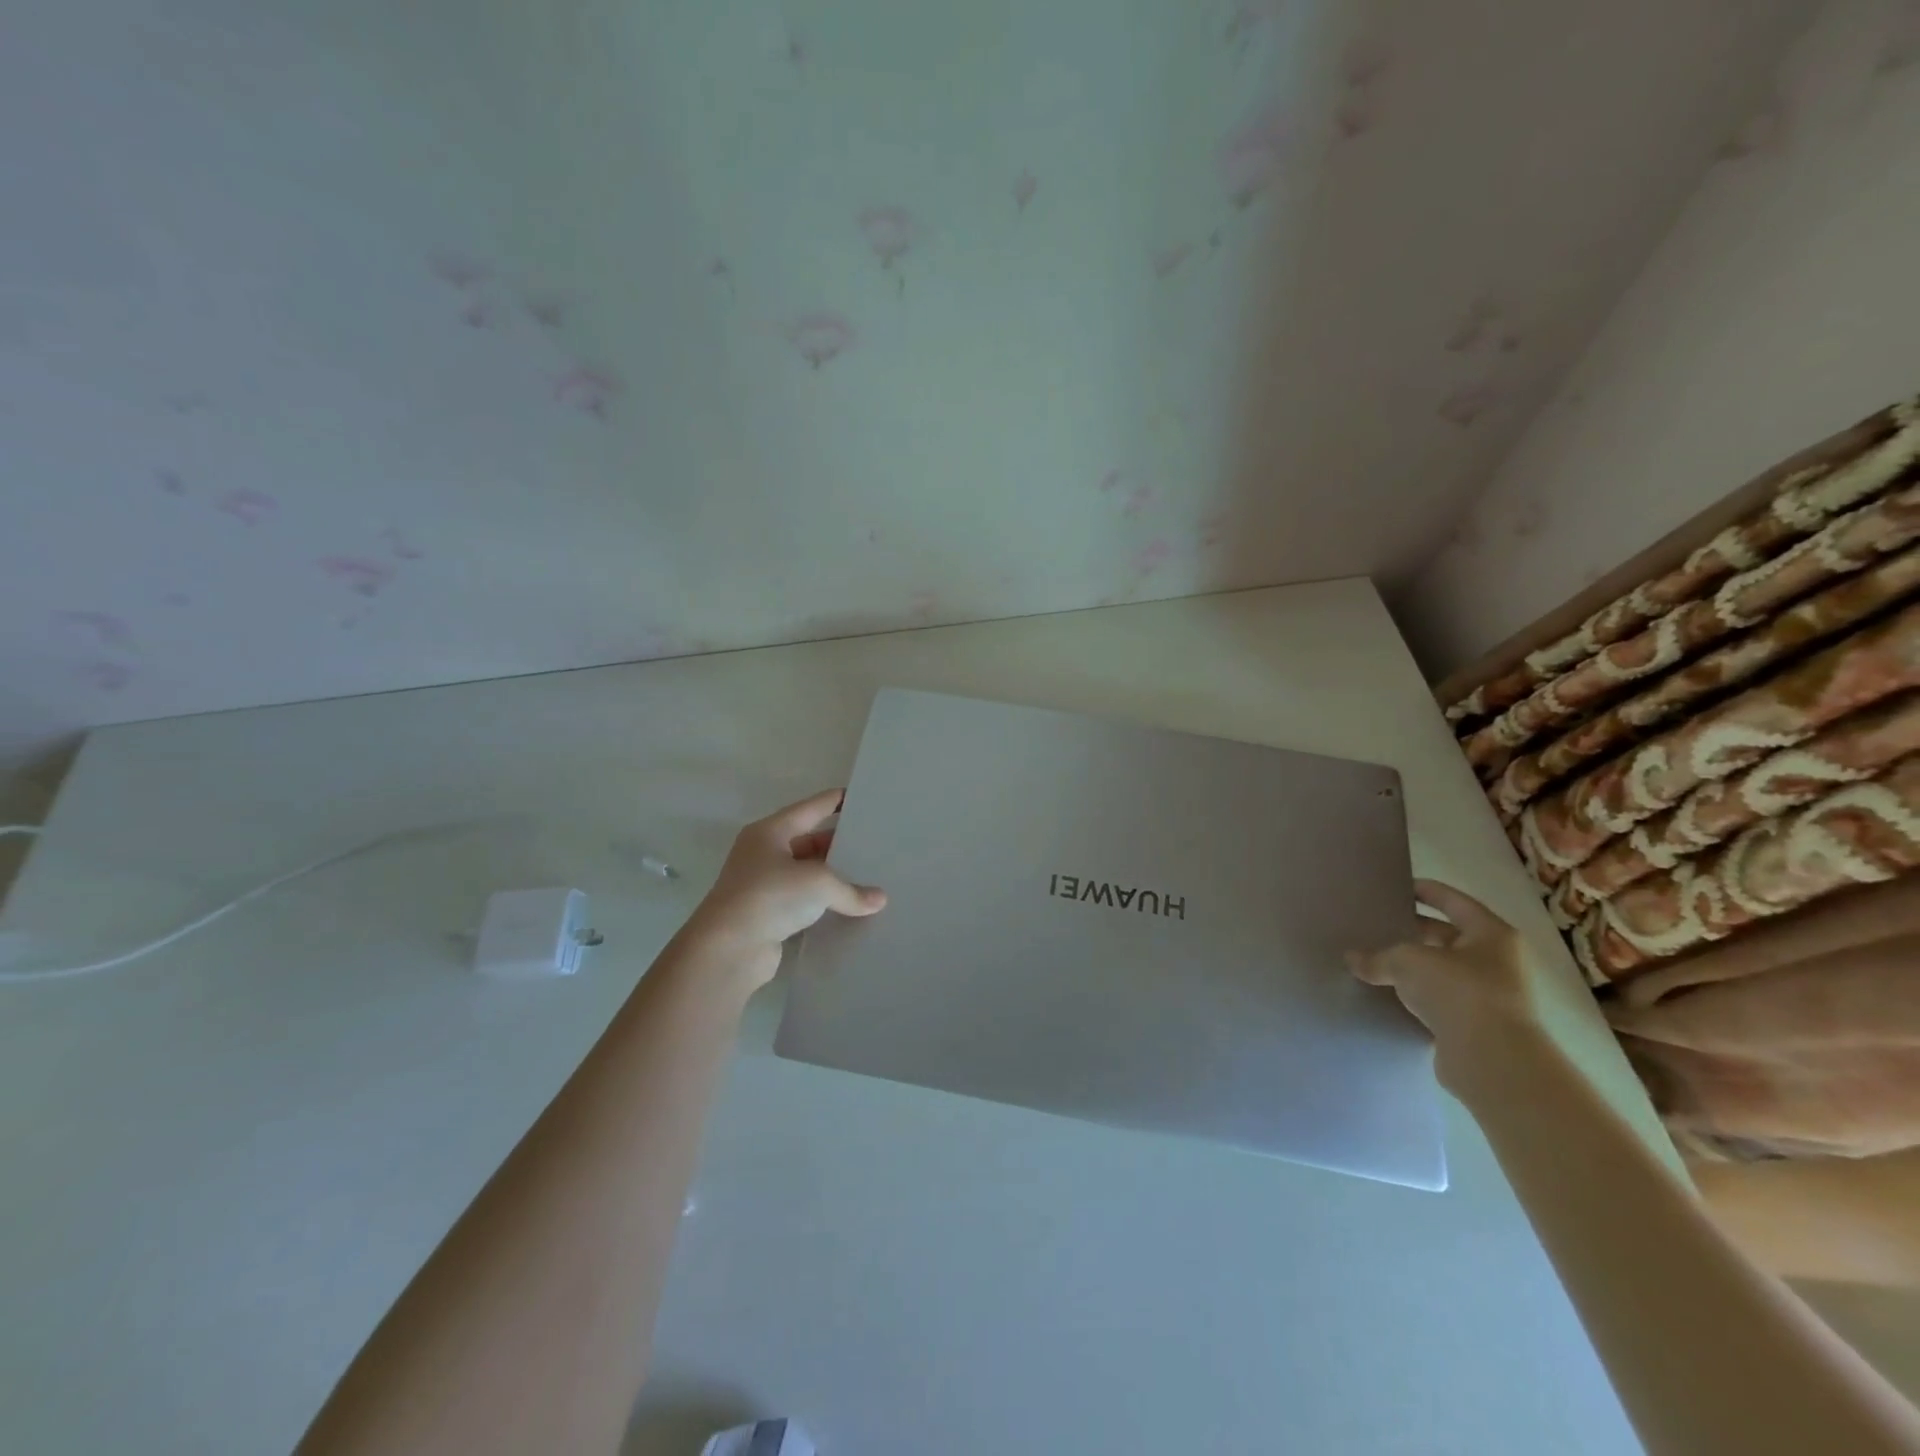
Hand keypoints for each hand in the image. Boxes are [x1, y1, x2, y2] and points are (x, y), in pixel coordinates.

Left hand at [681, 789, 886, 985]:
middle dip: (839, 843)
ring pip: (807, 874)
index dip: (836, 801)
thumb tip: (879, 900)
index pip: (811, 808)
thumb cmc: (770, 897)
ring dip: (833, 877)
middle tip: (874, 842)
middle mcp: (764, 854)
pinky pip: (803, 902)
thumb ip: (851, 890)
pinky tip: (850, 907)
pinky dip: (824, 904)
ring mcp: (764, 886)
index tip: (862, 797)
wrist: (727, 950)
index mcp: (770, 832)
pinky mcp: (767, 915)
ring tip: (869, 876)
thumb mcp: (818, 883)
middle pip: (809, 841)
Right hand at [1347, 879, 1577, 1096]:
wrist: (1493, 1059)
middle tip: (1379, 926)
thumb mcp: (1407, 961)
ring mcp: (1491, 996)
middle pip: (1449, 937)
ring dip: (1415, 967)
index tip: (1400, 887)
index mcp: (1491, 934)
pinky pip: (1441, 1000)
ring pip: (1444, 971)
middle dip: (1415, 932)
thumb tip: (1352, 959)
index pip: (1454, 902)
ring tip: (1377, 960)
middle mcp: (1498, 961)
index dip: (1427, 891)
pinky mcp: (1478, 1025)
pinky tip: (1389, 994)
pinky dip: (1418, 996)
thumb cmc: (1458, 991)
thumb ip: (1377, 956)